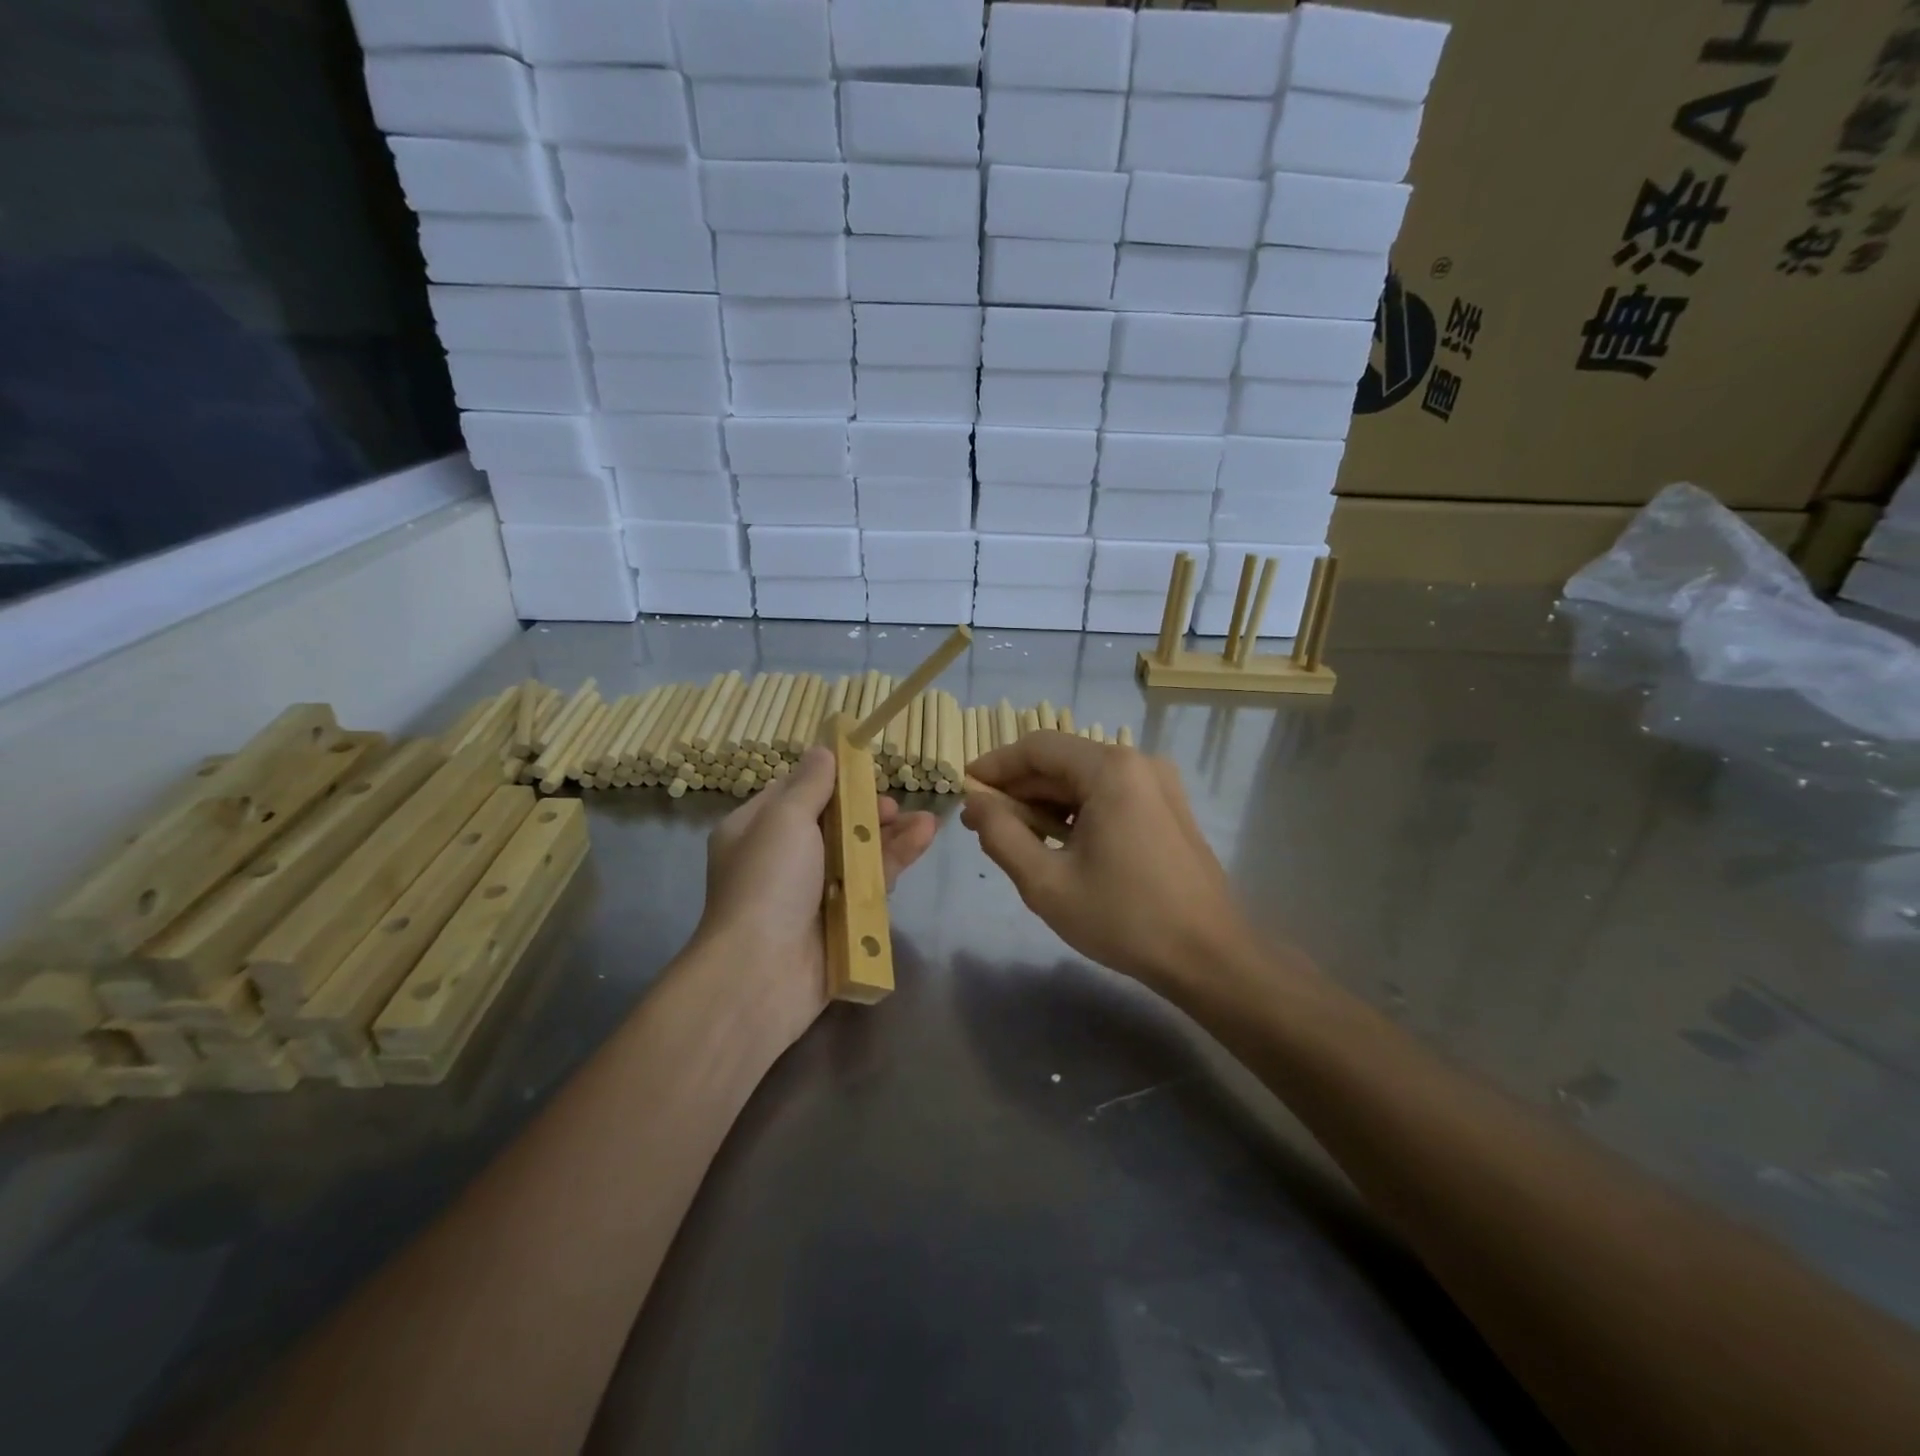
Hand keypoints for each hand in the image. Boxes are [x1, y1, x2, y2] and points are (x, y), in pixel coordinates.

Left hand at [696, 746, 937, 1047]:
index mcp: (756, 830)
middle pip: (832, 824)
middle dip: (865, 811)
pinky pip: (869, 884)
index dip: (831, 779)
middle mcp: (782, 859)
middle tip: (891, 806)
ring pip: (856, 854)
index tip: (864, 768)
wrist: (762, 973)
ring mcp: (811, 893)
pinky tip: (921, 840)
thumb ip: (810, 784)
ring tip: (925, 821)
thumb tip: (822, 751)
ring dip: (890, 835)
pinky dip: (894, 862)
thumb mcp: (785, 819)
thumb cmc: (768, 882)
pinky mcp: (839, 921)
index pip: (796, 793)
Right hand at [961, 732, 1253, 992]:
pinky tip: (1059, 843)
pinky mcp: (1169, 808)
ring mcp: (1159, 784)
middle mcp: (1138, 762)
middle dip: (1019, 788)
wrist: (1209, 956)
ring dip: (1046, 802)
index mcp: (1110, 769)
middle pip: (1063, 761)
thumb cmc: (1124, 918)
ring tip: (1015, 836)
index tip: (964, 787)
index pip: (1037, 747)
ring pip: (1086, 779)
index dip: (995, 765)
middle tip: (982, 820)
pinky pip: (1110, 795)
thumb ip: (1001, 835)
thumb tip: (975, 804)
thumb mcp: (1046, 882)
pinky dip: (1077, 811)